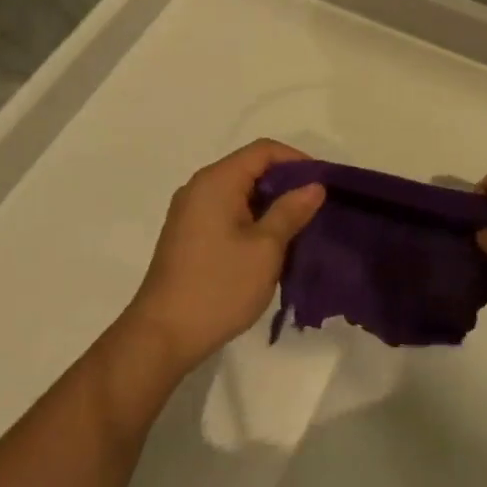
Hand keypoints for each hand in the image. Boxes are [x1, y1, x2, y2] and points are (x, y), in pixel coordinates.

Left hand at [121, 140, 324, 374]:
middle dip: (286, 184)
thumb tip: (314, 186)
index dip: (297, 161)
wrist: (163, 336)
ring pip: (240, 193)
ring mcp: (191, 213)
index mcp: (216, 181)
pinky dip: (253, 220)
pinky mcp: (189, 236)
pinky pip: (227, 213)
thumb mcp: (265, 248)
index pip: (264, 150)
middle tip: (316, 209)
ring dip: (271, 205)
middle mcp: (200, 188)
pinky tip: (271, 246)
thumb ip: (291, 211)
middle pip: (251, 169)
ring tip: (299, 229)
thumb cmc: (219, 286)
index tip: (323, 185)